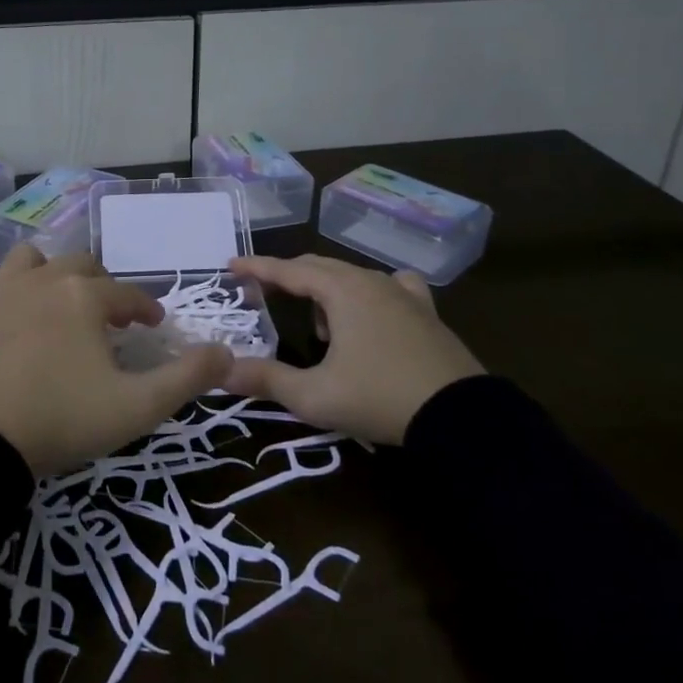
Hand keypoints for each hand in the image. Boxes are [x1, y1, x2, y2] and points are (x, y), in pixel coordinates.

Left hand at [0, 244, 231, 477]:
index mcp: (85, 296)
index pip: (128, 293)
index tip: (154, 326)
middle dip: (102, 286)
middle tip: (109, 318)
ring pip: (30, 260)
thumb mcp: (137, 408)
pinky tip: (7, 316)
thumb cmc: (62, 420)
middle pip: (81, 266)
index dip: (146, 308)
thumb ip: (187, 378)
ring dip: (48, 274)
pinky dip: (0, 294)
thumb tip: (226, 352)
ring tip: (57, 304)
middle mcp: (43, 280)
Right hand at [224, 254, 484, 444]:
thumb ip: (265, 379)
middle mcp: (370, 280)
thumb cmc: (379, 398)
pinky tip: (372, 313)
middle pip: (318, 266)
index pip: (288, 270)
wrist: (461, 418)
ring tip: (319, 328)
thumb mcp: (314, 395)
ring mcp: (403, 293)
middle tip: (262, 294)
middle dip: (287, 277)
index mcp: (341, 290)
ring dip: (325, 291)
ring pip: (351, 276)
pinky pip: (389, 287)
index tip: (231, 265)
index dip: (256, 268)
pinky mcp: (426, 311)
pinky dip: (367, 294)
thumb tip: (221, 372)